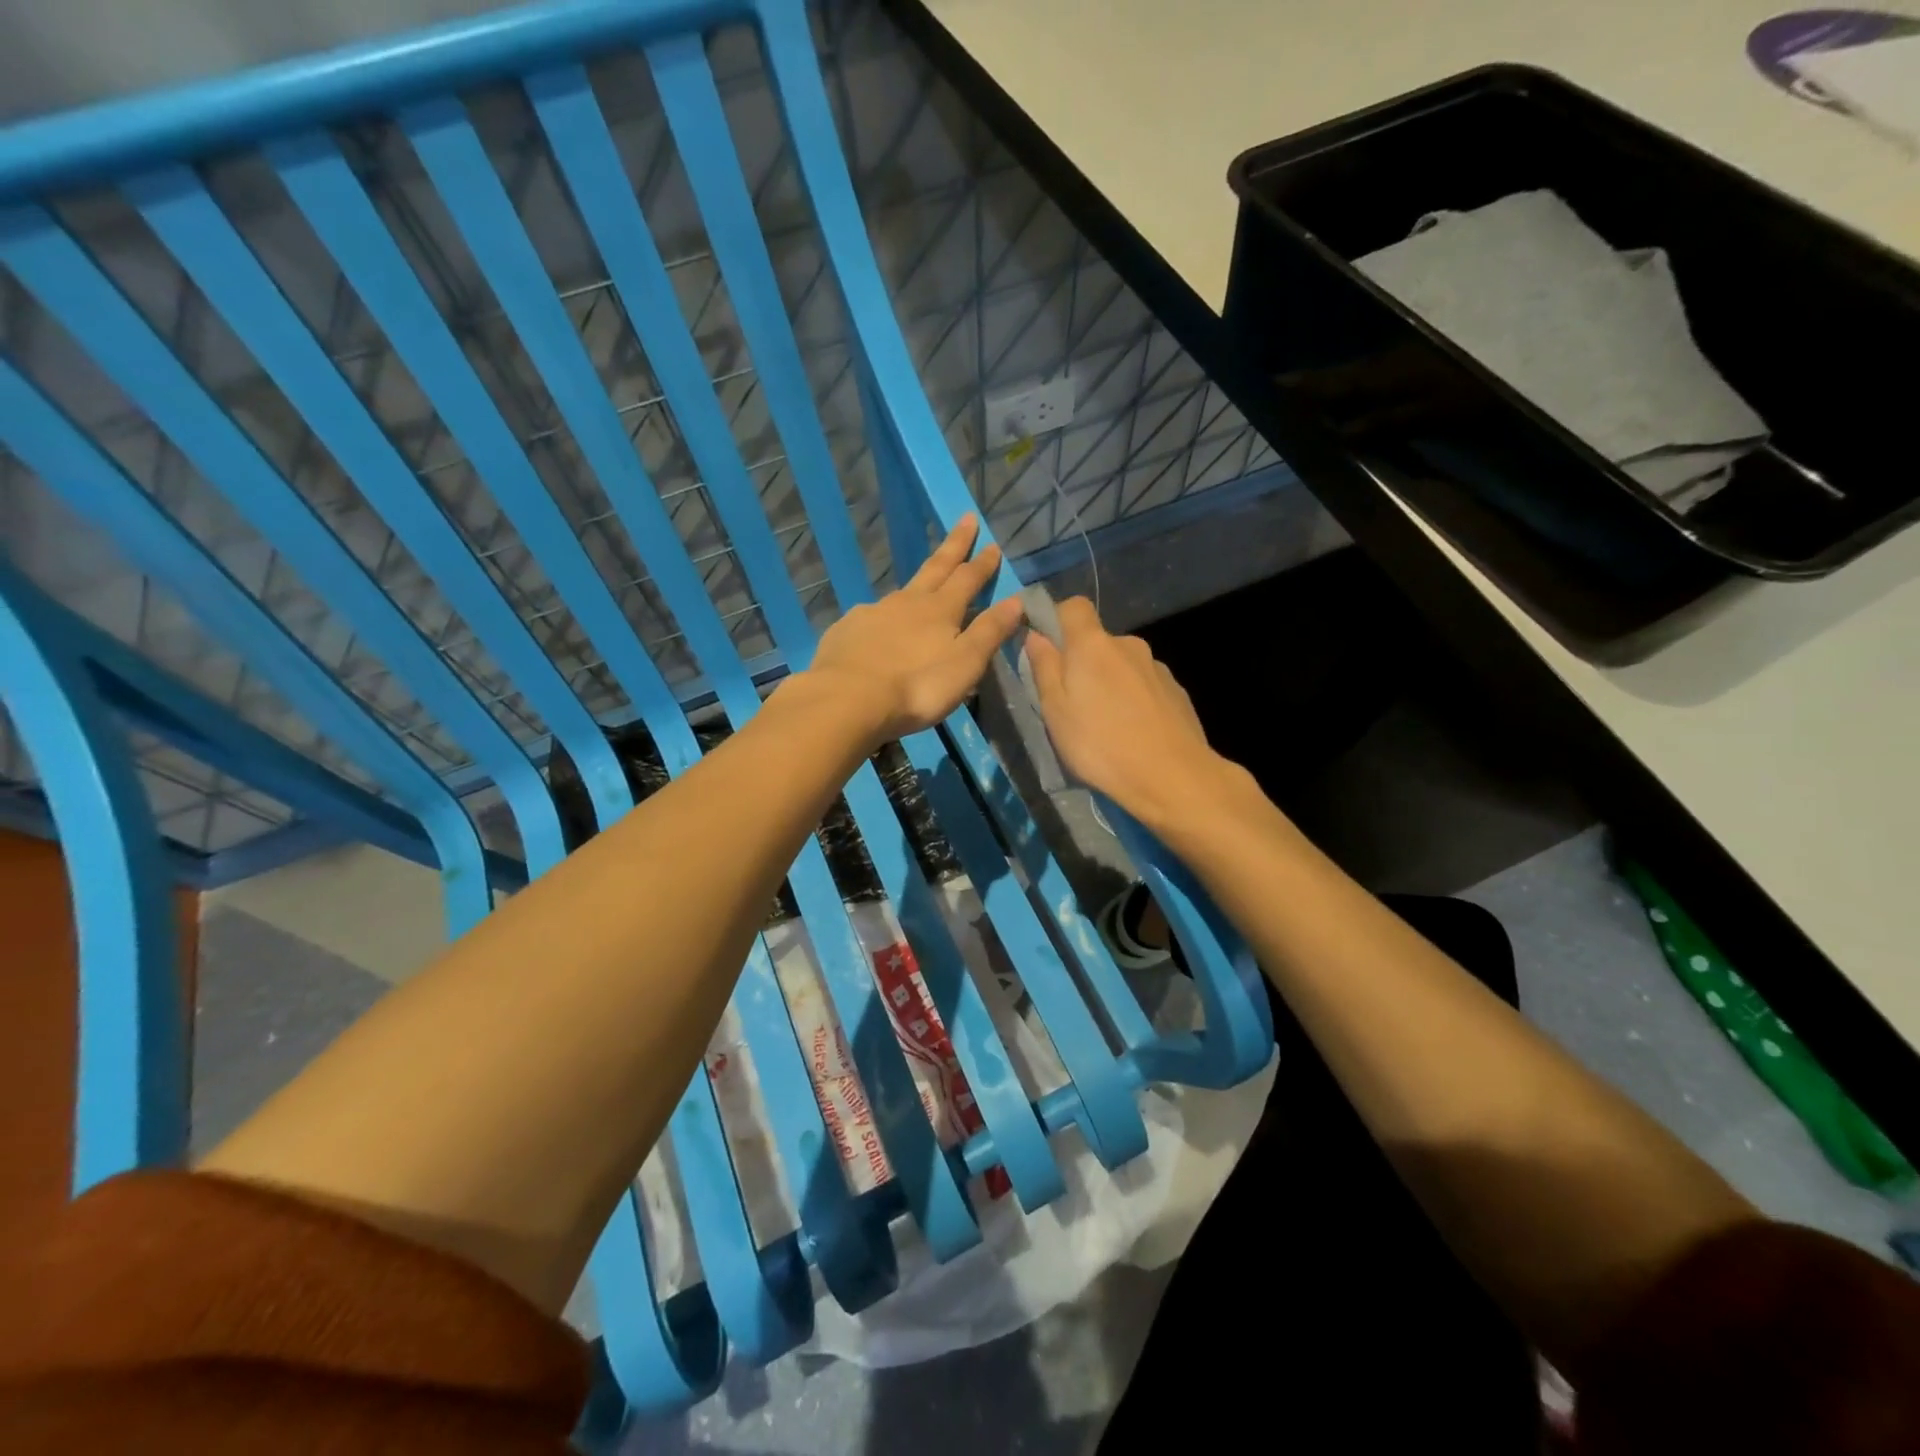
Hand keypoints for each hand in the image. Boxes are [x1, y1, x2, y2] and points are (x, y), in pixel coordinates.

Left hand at [805, 514, 1024, 743]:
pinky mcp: (846, 631)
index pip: (967, 578)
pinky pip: (870, 618)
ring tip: (922, 588)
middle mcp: (906, 602)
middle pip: (934, 568)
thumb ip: (989, 631)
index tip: (992, 543)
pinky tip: (878, 630)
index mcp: (940, 610)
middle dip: (953, 545)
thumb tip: (1016, 599)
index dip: (982, 562)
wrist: (847, 700)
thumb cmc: (917, 686)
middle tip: (965, 520)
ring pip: (900, 593)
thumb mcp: (965, 663)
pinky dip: (881, 618)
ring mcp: (872, 613)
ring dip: (916, 585)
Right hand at [1023, 597, 1234, 832]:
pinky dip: (1134, 701)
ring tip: (1104, 726)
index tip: (1045, 648)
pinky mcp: (1177, 692)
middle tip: (1071, 704)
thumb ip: (1044, 668)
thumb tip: (1035, 635)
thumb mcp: (1055, 710)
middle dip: (1082, 662)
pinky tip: (1133, 733)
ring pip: (1122, 666)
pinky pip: (1144, 686)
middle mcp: (1128, 645)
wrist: (1173, 777)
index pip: (1073, 606)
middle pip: (1098, 641)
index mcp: (1093, 644)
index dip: (1056, 619)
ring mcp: (1157, 668)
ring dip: (1110, 684)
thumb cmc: (1100, 744)